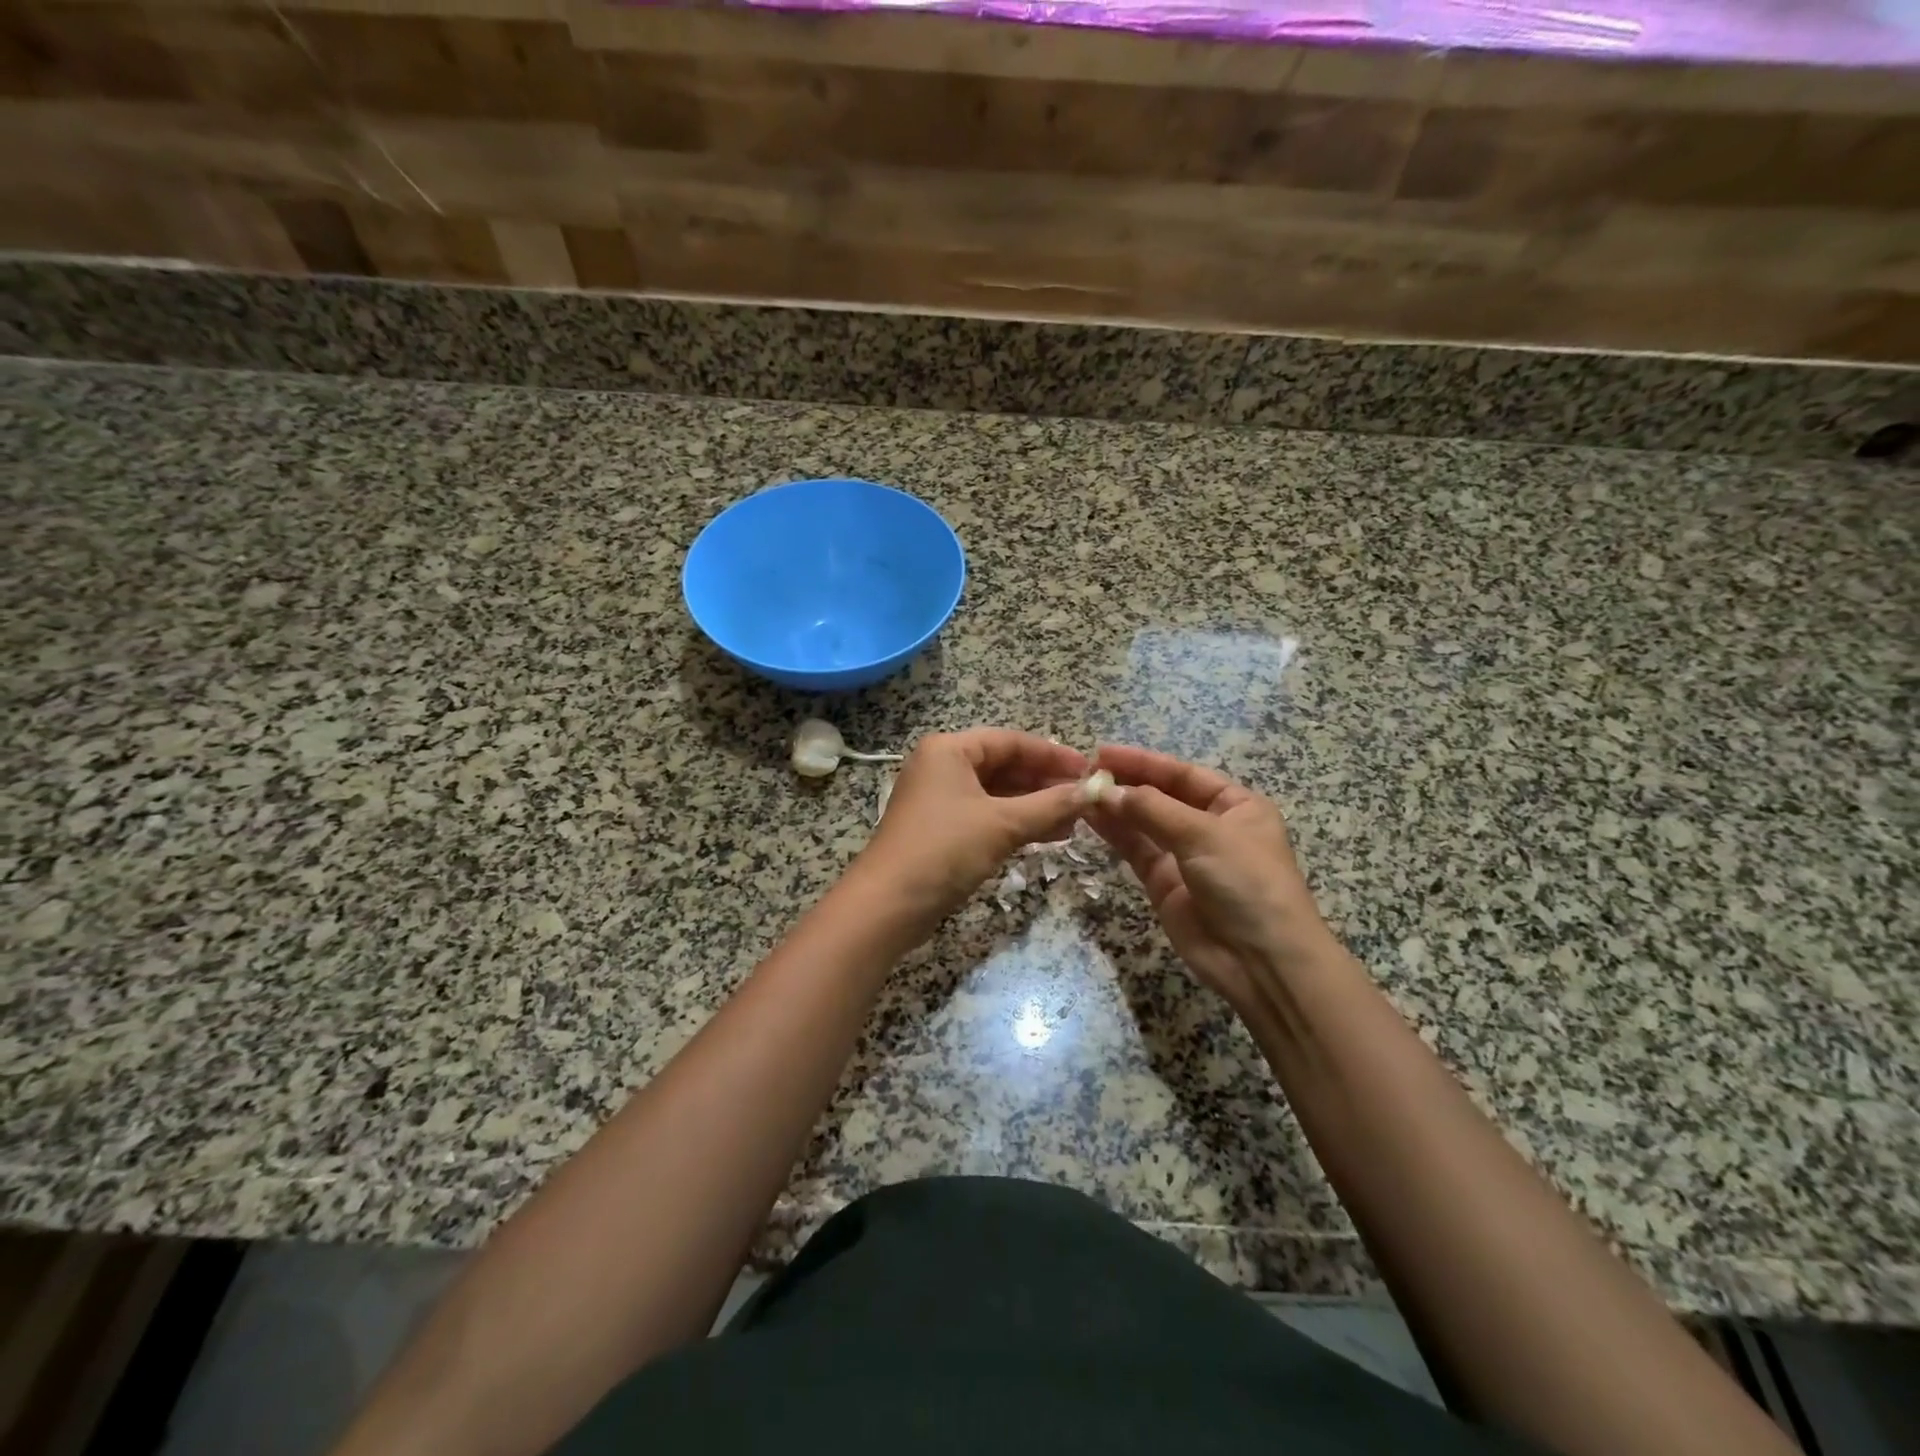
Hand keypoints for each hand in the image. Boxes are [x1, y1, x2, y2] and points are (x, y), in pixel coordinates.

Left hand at [858, 729, 1087, 922]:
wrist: (888, 904)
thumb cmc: (944, 850)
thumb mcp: (1002, 824)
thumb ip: (1050, 806)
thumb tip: (1092, 793)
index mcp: (949, 750)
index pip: (1010, 741)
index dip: (1052, 754)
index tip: (1088, 770)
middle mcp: (942, 767)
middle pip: (1004, 766)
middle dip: (1045, 782)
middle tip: (1084, 798)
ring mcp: (939, 800)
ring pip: (997, 794)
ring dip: (1034, 806)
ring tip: (1075, 821)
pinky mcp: (941, 830)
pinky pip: (986, 816)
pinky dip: (1015, 823)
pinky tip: (1048, 836)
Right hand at [1085, 745, 1335, 1012]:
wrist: (1261, 961)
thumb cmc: (1247, 883)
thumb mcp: (1205, 835)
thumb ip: (1153, 809)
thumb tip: (1107, 791)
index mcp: (1236, 806)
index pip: (1183, 774)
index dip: (1144, 762)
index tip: (1103, 752)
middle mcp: (1210, 826)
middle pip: (1161, 796)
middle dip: (1126, 783)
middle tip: (1084, 772)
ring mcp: (1185, 856)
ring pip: (1144, 823)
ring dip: (1115, 807)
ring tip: (1079, 792)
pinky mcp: (1164, 884)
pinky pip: (1136, 850)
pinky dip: (1115, 834)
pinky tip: (1090, 817)